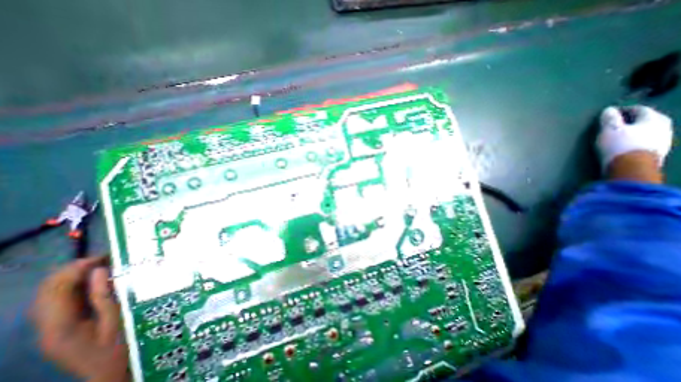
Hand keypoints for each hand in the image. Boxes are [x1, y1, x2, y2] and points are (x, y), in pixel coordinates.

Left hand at [32, 257, 130, 381]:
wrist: (110, 373)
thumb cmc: (120, 345)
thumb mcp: (117, 319)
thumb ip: (104, 295)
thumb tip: (99, 270)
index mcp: (60, 325)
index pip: (55, 290)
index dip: (76, 269)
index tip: (104, 256)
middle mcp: (47, 326)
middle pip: (48, 291)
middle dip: (75, 271)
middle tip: (107, 259)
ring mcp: (52, 328)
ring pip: (54, 295)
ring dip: (77, 278)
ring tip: (105, 267)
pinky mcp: (62, 327)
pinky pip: (63, 302)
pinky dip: (78, 288)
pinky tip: (99, 282)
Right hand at [597, 106, 671, 168]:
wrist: (631, 167)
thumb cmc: (619, 145)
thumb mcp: (609, 130)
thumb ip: (609, 119)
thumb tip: (608, 110)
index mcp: (653, 119)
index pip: (641, 109)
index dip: (626, 109)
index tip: (613, 112)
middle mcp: (664, 127)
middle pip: (649, 119)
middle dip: (635, 119)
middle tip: (621, 121)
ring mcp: (663, 140)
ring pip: (651, 131)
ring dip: (638, 130)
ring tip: (623, 133)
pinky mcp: (657, 152)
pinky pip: (648, 141)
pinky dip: (638, 140)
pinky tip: (628, 144)